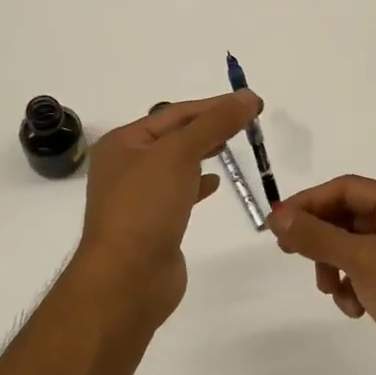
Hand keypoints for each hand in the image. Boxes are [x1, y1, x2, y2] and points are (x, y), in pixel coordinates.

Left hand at [72, 91, 261, 332]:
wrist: (127, 277)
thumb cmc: (146, 207)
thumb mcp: (180, 154)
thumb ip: (215, 123)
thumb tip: (247, 97)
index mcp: (123, 142)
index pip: (175, 113)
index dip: (214, 106)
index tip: (252, 102)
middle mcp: (126, 165)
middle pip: (175, 137)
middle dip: (209, 127)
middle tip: (248, 122)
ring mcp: (138, 197)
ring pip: (177, 165)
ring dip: (203, 153)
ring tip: (231, 146)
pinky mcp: (153, 223)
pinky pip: (178, 193)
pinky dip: (198, 184)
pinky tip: (215, 184)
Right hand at [269, 175, 375, 374]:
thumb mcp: (362, 260)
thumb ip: (316, 236)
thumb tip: (275, 217)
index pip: (348, 189)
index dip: (310, 202)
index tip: (277, 222)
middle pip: (348, 217)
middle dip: (321, 238)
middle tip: (289, 252)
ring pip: (351, 248)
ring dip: (333, 267)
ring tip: (330, 290)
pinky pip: (363, 275)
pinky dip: (351, 288)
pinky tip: (354, 309)